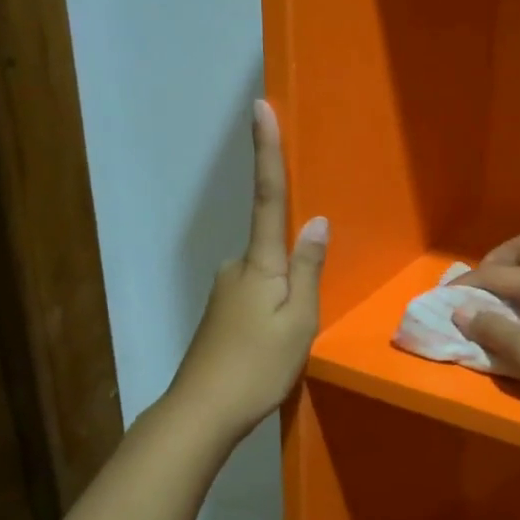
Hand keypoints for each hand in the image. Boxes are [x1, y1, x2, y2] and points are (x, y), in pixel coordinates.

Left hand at [167, 101, 327, 438]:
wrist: (202, 412)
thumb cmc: (257, 366)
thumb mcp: (298, 321)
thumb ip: (308, 269)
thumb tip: (317, 222)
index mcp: (259, 263)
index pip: (268, 196)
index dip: (266, 151)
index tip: (260, 107)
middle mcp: (237, 267)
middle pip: (273, 247)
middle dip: (295, 268)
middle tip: (301, 323)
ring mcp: (225, 290)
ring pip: (267, 277)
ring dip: (285, 298)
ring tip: (288, 346)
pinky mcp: (222, 312)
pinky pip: (257, 296)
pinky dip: (273, 311)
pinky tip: (274, 347)